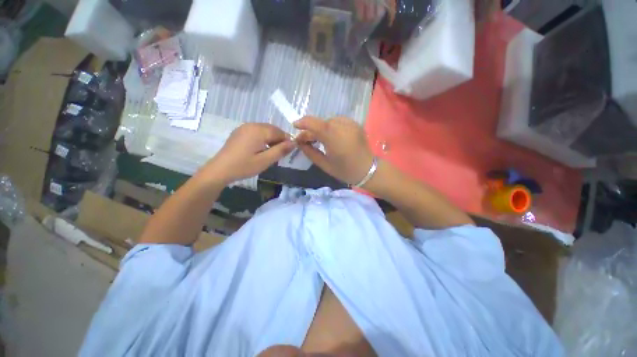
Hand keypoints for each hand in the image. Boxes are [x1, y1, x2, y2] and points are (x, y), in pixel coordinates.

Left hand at [202, 123, 294, 184]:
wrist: (220, 170)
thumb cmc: (244, 166)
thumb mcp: (265, 160)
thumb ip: (281, 150)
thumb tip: (294, 143)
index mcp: (259, 130)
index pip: (279, 132)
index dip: (286, 141)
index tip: (288, 152)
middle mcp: (252, 125)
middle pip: (272, 129)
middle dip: (279, 140)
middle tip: (279, 154)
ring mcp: (244, 128)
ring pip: (264, 130)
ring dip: (271, 139)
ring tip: (270, 153)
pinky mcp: (239, 132)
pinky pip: (256, 132)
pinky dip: (262, 138)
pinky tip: (260, 149)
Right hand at [294, 116, 374, 185]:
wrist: (367, 169)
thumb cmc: (344, 170)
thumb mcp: (324, 164)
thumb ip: (310, 152)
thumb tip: (299, 143)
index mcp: (333, 137)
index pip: (313, 123)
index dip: (302, 123)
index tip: (295, 126)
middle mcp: (342, 126)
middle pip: (321, 122)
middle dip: (312, 129)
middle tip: (307, 140)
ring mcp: (350, 123)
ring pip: (330, 121)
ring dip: (322, 128)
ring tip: (320, 139)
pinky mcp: (355, 124)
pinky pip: (339, 122)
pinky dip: (332, 127)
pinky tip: (332, 137)